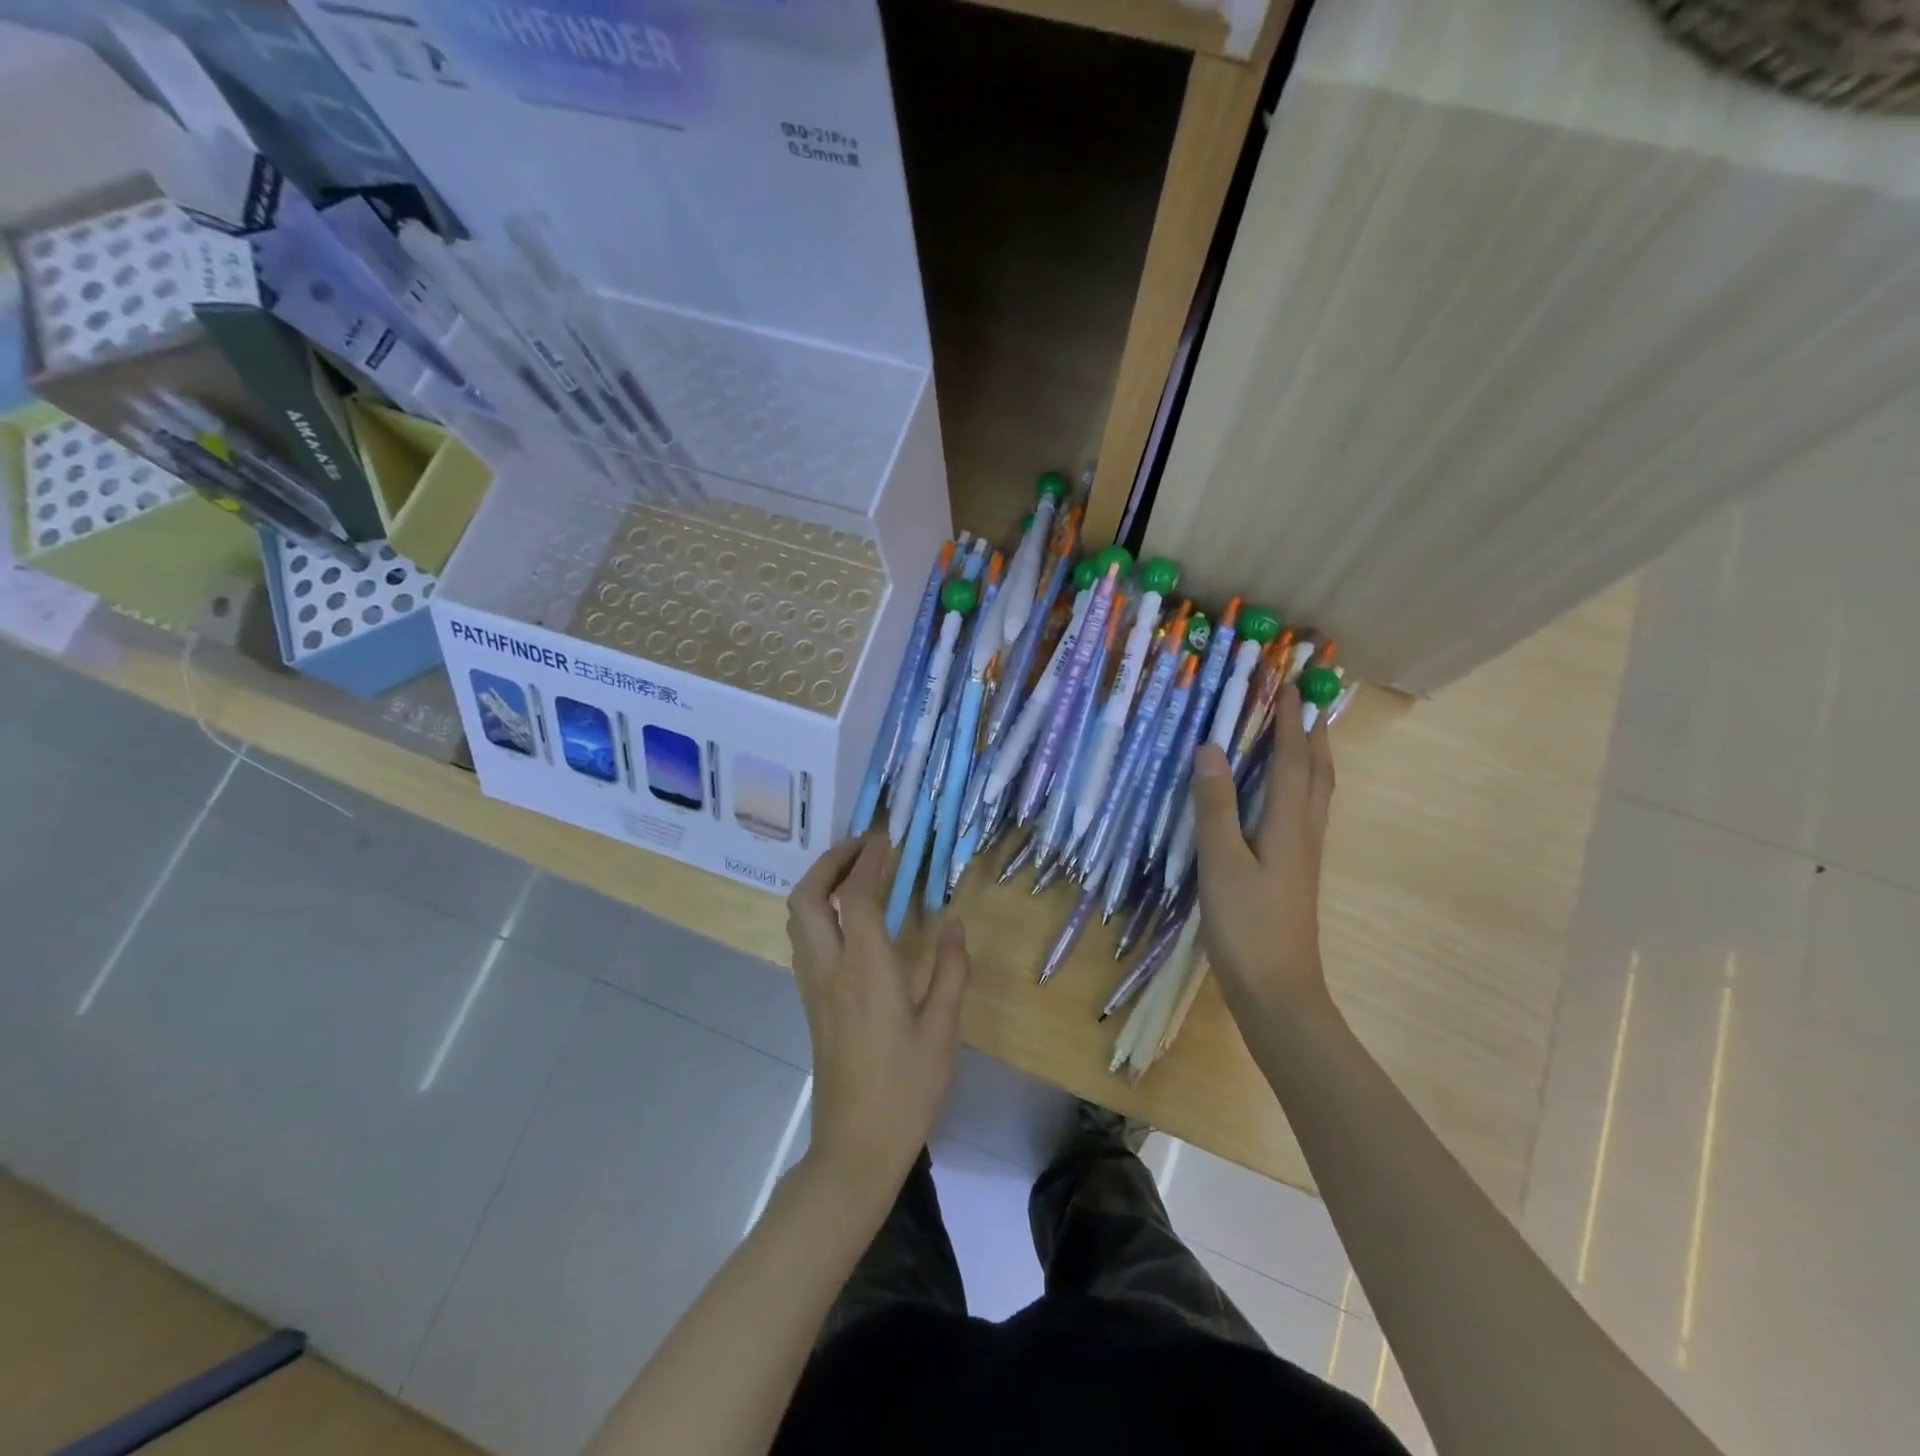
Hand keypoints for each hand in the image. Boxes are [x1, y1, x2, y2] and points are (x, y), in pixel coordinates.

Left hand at [786, 833, 969, 1201]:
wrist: (856, 1145)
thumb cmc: (907, 1087)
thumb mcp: (943, 1028)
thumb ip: (950, 969)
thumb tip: (955, 923)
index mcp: (865, 968)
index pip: (858, 895)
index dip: (870, 859)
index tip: (887, 837)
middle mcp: (830, 967)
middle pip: (808, 896)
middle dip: (831, 861)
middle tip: (863, 847)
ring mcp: (814, 985)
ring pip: (799, 917)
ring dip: (820, 883)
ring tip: (856, 873)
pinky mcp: (811, 1002)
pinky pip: (805, 937)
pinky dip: (820, 910)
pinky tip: (850, 918)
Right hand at [1190, 683, 1335, 1018]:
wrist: (1278, 991)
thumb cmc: (1247, 925)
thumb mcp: (1221, 863)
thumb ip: (1215, 805)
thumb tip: (1210, 747)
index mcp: (1288, 824)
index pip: (1292, 760)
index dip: (1289, 722)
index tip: (1288, 685)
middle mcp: (1304, 832)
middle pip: (1317, 772)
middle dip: (1313, 733)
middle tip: (1305, 701)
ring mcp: (1303, 854)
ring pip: (1315, 793)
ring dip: (1311, 757)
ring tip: (1300, 734)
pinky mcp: (1294, 871)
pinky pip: (1303, 812)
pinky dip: (1299, 785)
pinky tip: (1280, 793)